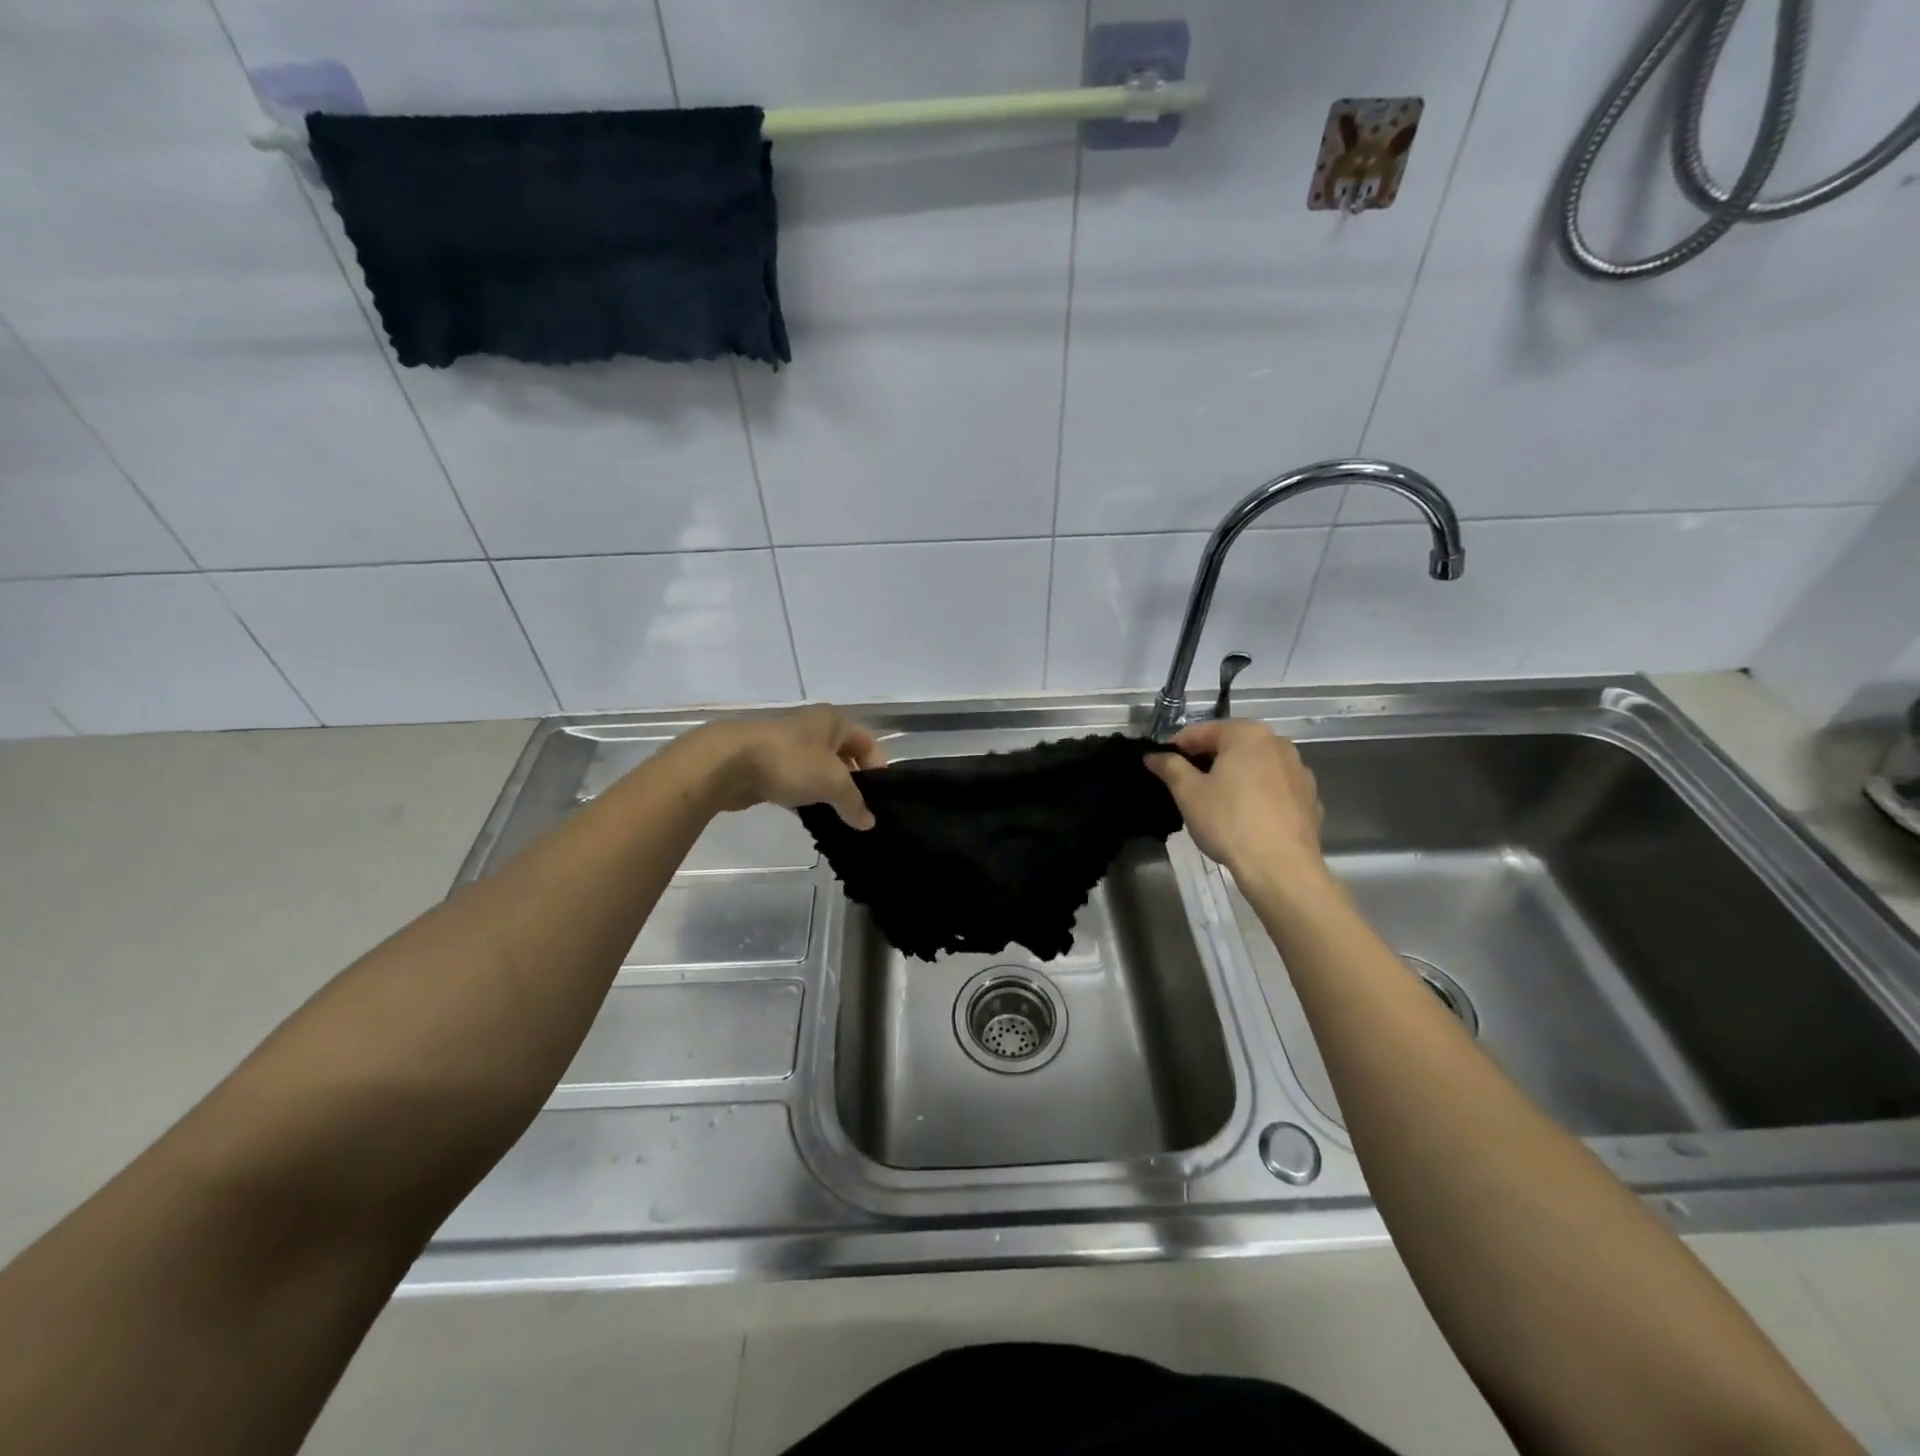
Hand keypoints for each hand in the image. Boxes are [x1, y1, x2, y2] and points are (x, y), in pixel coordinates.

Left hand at [687, 706, 885, 828]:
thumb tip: (869, 823)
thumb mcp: (833, 782)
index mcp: (833, 721)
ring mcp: (788, 746)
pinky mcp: (768, 765)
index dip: (878, 769)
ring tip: (839, 819)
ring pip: (819, 771)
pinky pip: (797, 782)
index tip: (879, 799)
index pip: (868, 743)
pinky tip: (809, 817)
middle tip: (861, 812)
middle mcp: (813, 728)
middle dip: (853, 784)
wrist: (729, 763)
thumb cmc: (790, 762)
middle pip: (844, 757)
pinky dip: (805, 798)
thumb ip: (854, 803)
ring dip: (828, 793)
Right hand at [1146, 719, 1327, 885]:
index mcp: (1247, 734)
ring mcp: (1299, 770)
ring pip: (1255, 766)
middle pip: (1231, 745)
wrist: (1281, 867)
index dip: (1176, 747)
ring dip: (1234, 776)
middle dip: (1207, 760)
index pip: (1201, 732)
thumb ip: (1170, 767)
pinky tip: (1246, 817)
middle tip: (1185, 785)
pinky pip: (1275, 788)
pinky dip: (1257, 794)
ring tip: (1216, 802)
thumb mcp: (1188, 793)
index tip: (1161, 766)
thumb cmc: (1229, 821)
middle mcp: (1278, 743)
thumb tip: (1154, 755)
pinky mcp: (1310, 798)